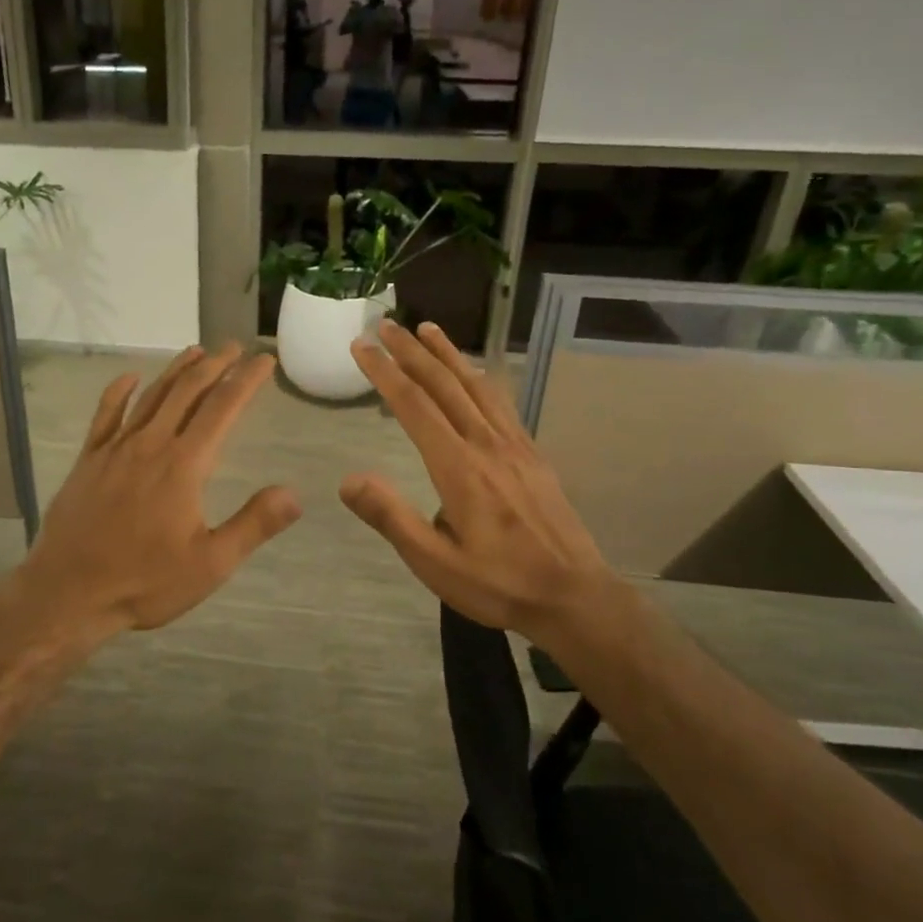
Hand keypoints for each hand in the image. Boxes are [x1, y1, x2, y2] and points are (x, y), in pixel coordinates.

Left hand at [17, 345, 301, 637]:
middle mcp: (151, 445)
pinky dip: (119, 392)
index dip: (246, 380)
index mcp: (184, 466)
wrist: (67, 592)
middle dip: (214, 364)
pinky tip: (129, 378)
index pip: (222, 408)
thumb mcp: (210, 564)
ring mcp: (115, 449)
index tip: (263, 360)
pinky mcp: (88, 460)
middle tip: (234, 347)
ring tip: (196, 352)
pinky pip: (105, 415)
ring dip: (176, 371)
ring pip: (151, 396)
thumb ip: (253, 525)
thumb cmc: (144, 582)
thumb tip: (295, 493)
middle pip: (187, 392)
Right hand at [339, 320, 619, 640]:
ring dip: (448, 354)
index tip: (362, 347)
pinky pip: (501, 402)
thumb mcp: (434, 563)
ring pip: (476, 386)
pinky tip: (475, 373)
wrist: (574, 596)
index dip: (385, 373)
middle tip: (386, 325)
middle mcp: (487, 445)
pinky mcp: (532, 454)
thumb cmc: (498, 584)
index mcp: (458, 468)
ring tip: (428, 329)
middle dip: (412, 351)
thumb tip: (348, 480)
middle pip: (444, 385)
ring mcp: (514, 446)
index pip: (414, 406)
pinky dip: (480, 377)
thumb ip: (391, 518)